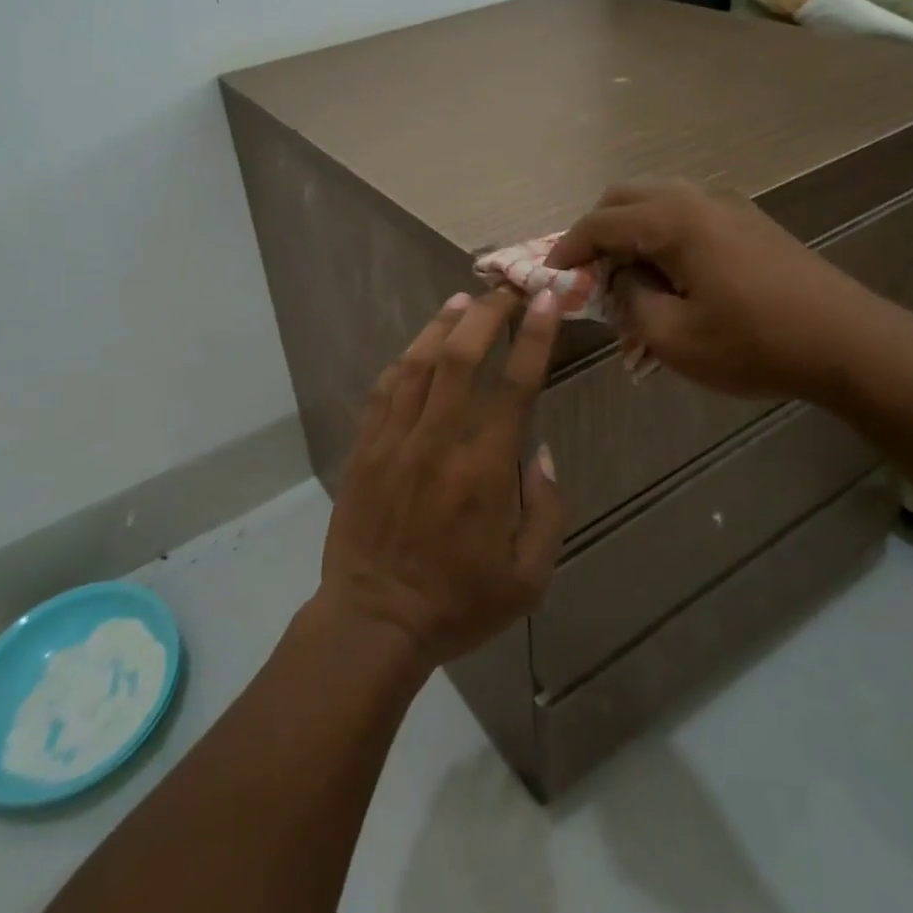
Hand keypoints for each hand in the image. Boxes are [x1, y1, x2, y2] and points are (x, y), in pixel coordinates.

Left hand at [316, 289, 567, 670]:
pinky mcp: (365, 448)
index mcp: (484, 469)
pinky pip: (384, 390)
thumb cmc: (459, 603)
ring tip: (464, 301)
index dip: (534, 336)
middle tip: (506, 291)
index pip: (514, 385)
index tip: (546, 301)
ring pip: (418, 365)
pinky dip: (403, 361)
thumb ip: (547, 510)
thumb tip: (542, 452)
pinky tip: (417, 347)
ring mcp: (394, 441)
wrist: (374, 621)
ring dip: (442, 326)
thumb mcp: (529, 577)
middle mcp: (438, 442)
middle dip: (487, 316)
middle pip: (461, 359)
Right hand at [547, 179, 906, 406]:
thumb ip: (630, 300)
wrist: (849, 343)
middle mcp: (698, 198)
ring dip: (631, 231)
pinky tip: (670, 273)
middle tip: (588, 273)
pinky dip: (661, 233)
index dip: (567, 248)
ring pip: (657, 200)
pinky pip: (687, 213)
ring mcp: (729, 205)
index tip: (549, 273)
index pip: (600, 223)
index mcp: (674, 220)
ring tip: (627, 275)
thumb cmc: (754, 344)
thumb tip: (623, 277)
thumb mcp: (673, 337)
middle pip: (625, 197)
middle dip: (597, 231)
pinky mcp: (750, 221)